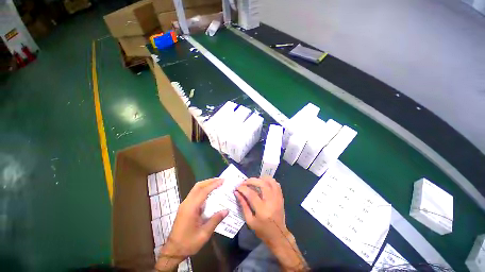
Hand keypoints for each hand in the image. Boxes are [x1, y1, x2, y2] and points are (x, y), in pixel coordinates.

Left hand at [169, 178, 227, 254]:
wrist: (173, 250)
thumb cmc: (188, 243)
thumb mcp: (204, 234)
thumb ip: (215, 220)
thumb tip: (226, 210)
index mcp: (191, 208)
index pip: (204, 191)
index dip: (214, 184)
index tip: (222, 180)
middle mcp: (187, 203)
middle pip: (198, 186)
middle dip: (209, 181)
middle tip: (220, 180)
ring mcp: (184, 204)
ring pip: (195, 188)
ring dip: (206, 184)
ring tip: (216, 184)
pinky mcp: (184, 207)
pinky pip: (194, 193)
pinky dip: (203, 189)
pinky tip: (209, 193)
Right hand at [235, 177, 307, 270]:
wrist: (278, 235)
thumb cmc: (262, 230)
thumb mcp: (250, 221)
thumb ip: (243, 205)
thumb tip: (237, 193)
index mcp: (262, 210)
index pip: (251, 194)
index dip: (243, 188)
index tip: (238, 187)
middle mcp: (271, 201)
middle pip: (262, 184)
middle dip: (251, 180)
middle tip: (244, 182)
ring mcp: (277, 198)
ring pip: (271, 181)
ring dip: (261, 178)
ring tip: (254, 181)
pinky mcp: (281, 197)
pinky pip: (276, 184)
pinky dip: (269, 181)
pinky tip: (263, 183)